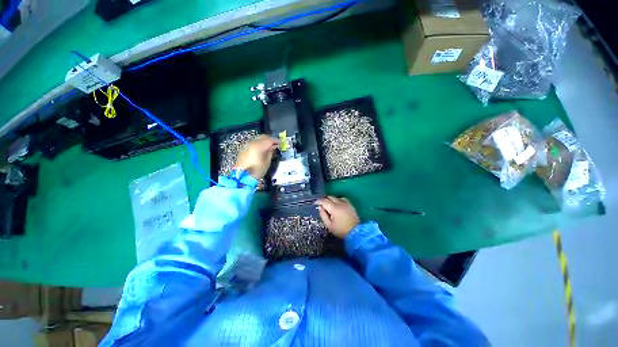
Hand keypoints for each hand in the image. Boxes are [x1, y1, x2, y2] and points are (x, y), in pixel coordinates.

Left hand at [235, 135, 278, 179]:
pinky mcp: (244, 149)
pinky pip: (253, 143)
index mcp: (258, 146)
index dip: (276, 141)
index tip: (280, 143)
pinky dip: (259, 144)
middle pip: (262, 137)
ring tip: (269, 147)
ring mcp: (247, 145)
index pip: (269, 140)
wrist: (242, 177)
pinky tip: (262, 149)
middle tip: (275, 144)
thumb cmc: (257, 170)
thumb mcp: (267, 162)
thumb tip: (273, 147)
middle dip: (270, 139)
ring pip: (257, 139)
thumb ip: (270, 152)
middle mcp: (252, 143)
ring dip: (264, 141)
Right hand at [315, 196, 359, 237]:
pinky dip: (338, 200)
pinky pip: (342, 199)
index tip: (315, 203)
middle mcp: (340, 203)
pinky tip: (337, 204)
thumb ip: (323, 215)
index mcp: (334, 208)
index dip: (318, 201)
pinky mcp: (350, 205)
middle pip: (330, 197)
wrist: (356, 232)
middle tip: (321, 204)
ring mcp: (346, 203)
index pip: (324, 201)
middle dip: (324, 199)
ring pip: (336, 197)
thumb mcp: (329, 225)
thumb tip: (320, 207)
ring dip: (331, 199)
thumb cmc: (341, 230)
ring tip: (329, 204)